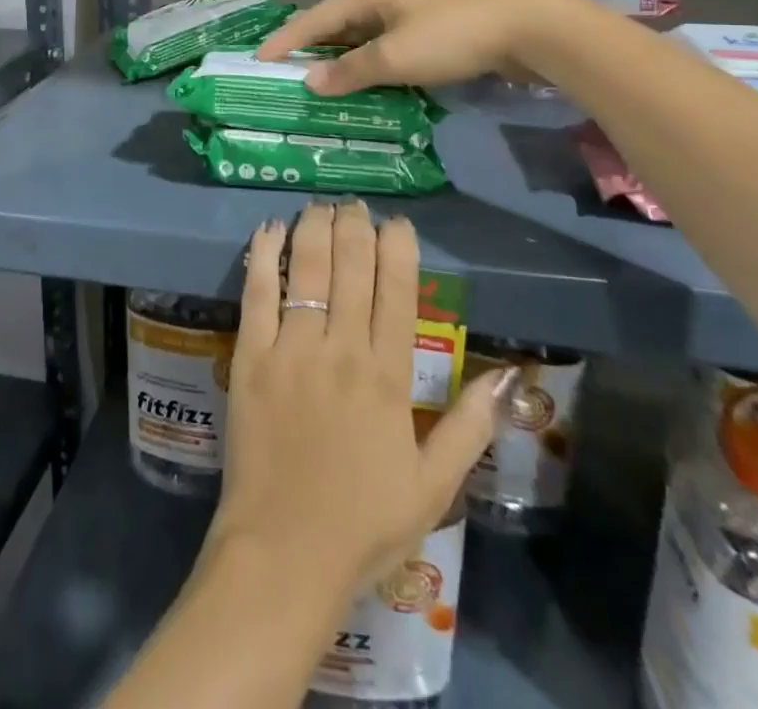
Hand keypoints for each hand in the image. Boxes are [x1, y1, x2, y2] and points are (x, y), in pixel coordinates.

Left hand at [205, 200, 507, 597]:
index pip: (397, 291)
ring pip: (306, 269)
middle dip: (354, 226)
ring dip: (314, 229)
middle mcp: (341, 350)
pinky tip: (269, 229)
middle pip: (351, 268)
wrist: (285, 554)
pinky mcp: (250, 357)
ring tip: (319, 206)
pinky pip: (257, 293)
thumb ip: (469, 427)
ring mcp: (292, 350)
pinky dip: (263, 255)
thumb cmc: (363, 523)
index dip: (398, 248)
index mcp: (388, 377)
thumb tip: (507, 377)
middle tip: (354, 204)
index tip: (397, 223)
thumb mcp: (434, 487)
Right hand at [258, 0, 578, 95]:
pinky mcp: (434, 30)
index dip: (286, 40)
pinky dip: (371, 67)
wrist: (529, 26)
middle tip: (285, 76)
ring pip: (364, 39)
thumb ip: (350, 71)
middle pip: (337, 26)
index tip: (258, 59)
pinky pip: (388, 49)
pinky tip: (365, 85)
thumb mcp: (395, 56)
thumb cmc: (452, 35)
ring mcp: (412, 12)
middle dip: (312, 52)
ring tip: (318, 86)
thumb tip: (310, 82)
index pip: (315, 18)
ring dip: (343, 63)